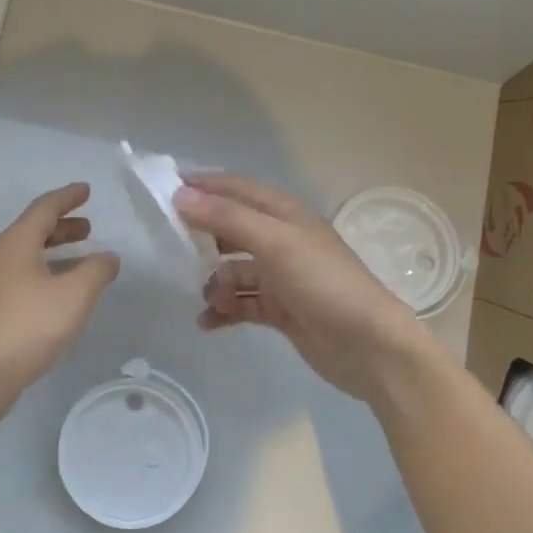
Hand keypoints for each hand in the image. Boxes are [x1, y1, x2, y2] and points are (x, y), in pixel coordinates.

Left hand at [0, 183, 120, 421]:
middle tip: (89, 227)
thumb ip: (96, 271)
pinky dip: (49, 273)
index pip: (44, 208)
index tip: (86, 191)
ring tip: (84, 257)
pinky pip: (26, 278)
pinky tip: (64, 293)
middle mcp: (2, 258)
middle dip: (63, 226)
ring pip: (30, 256)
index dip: (67, 198)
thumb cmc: (29, 325)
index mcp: (17, 243)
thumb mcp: (74, 295)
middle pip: (34, 231)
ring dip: (57, 251)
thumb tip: (108, 257)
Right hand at [175, 172, 436, 406]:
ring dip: (215, 283)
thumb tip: (180, 196)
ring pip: (232, 271)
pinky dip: (224, 311)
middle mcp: (281, 240)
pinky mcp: (280, 310)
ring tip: (208, 299)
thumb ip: (228, 218)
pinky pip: (241, 304)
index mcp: (285, 214)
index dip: (203, 185)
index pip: (236, 188)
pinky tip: (207, 322)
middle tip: (167, 248)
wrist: (369, 347)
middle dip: (202, 238)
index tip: (163, 189)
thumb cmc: (325, 284)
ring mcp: (280, 277)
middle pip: (230, 230)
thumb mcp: (276, 243)